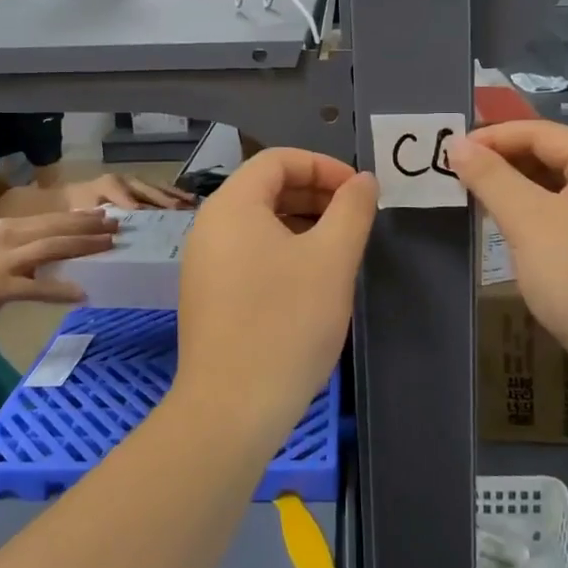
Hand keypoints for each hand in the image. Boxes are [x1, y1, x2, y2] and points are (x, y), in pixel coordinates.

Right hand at [0, 210, 117, 330]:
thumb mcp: (0, 253)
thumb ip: (27, 248)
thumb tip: (63, 247)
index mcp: (9, 227)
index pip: (52, 218)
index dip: (80, 217)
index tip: (105, 215)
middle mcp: (8, 237)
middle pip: (56, 229)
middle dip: (89, 227)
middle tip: (117, 227)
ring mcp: (3, 261)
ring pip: (51, 249)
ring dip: (84, 247)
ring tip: (109, 247)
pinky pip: (37, 288)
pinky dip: (60, 290)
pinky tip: (81, 293)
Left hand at [65, 173, 194, 210]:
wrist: (71, 197)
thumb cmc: (78, 209)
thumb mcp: (81, 215)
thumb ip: (97, 218)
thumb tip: (120, 226)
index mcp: (110, 185)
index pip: (128, 197)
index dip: (139, 206)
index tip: (154, 217)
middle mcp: (126, 179)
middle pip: (148, 190)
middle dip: (165, 200)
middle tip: (181, 211)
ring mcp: (135, 180)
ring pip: (159, 187)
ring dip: (176, 195)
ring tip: (193, 204)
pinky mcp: (142, 185)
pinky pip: (161, 188)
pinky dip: (176, 194)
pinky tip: (190, 200)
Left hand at [173, 149, 376, 440]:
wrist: (232, 408)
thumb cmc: (286, 322)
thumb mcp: (332, 259)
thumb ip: (352, 209)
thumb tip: (363, 180)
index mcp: (232, 205)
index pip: (278, 159)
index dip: (324, 166)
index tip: (359, 191)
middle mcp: (209, 225)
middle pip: (266, 188)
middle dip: (315, 194)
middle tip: (355, 217)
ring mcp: (203, 262)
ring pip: (259, 223)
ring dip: (302, 223)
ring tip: (340, 247)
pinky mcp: (208, 295)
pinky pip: (248, 253)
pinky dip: (283, 250)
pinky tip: (311, 279)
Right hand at [449, 122, 567, 369]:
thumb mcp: (528, 221)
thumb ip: (490, 177)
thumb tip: (457, 144)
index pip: (539, 132)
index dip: (492, 138)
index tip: (451, 151)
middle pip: (551, 157)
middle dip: (503, 164)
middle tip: (458, 176)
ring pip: (558, 191)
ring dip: (517, 192)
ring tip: (476, 201)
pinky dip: (536, 218)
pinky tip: (511, 234)